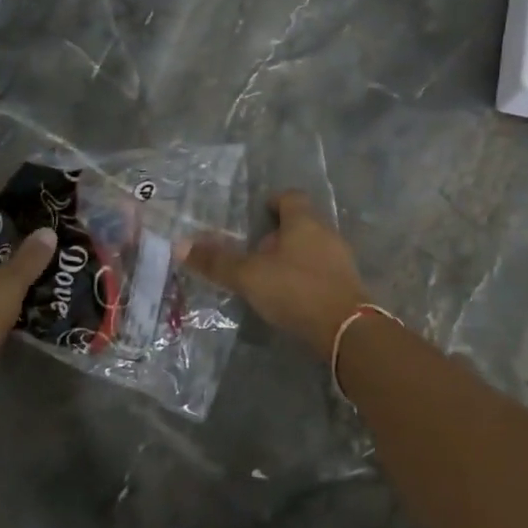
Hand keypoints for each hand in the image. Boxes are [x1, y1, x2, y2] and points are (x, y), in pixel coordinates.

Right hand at [184, 190, 367, 357]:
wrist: (347, 330)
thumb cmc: (296, 290)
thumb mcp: (249, 276)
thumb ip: (217, 261)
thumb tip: (179, 244)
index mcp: (304, 221)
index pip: (290, 197)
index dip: (273, 201)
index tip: (257, 213)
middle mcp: (326, 233)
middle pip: (301, 223)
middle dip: (279, 233)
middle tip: (254, 249)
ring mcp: (341, 260)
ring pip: (312, 248)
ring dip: (292, 257)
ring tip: (268, 275)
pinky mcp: (347, 285)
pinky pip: (322, 271)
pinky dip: (305, 277)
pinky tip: (290, 296)